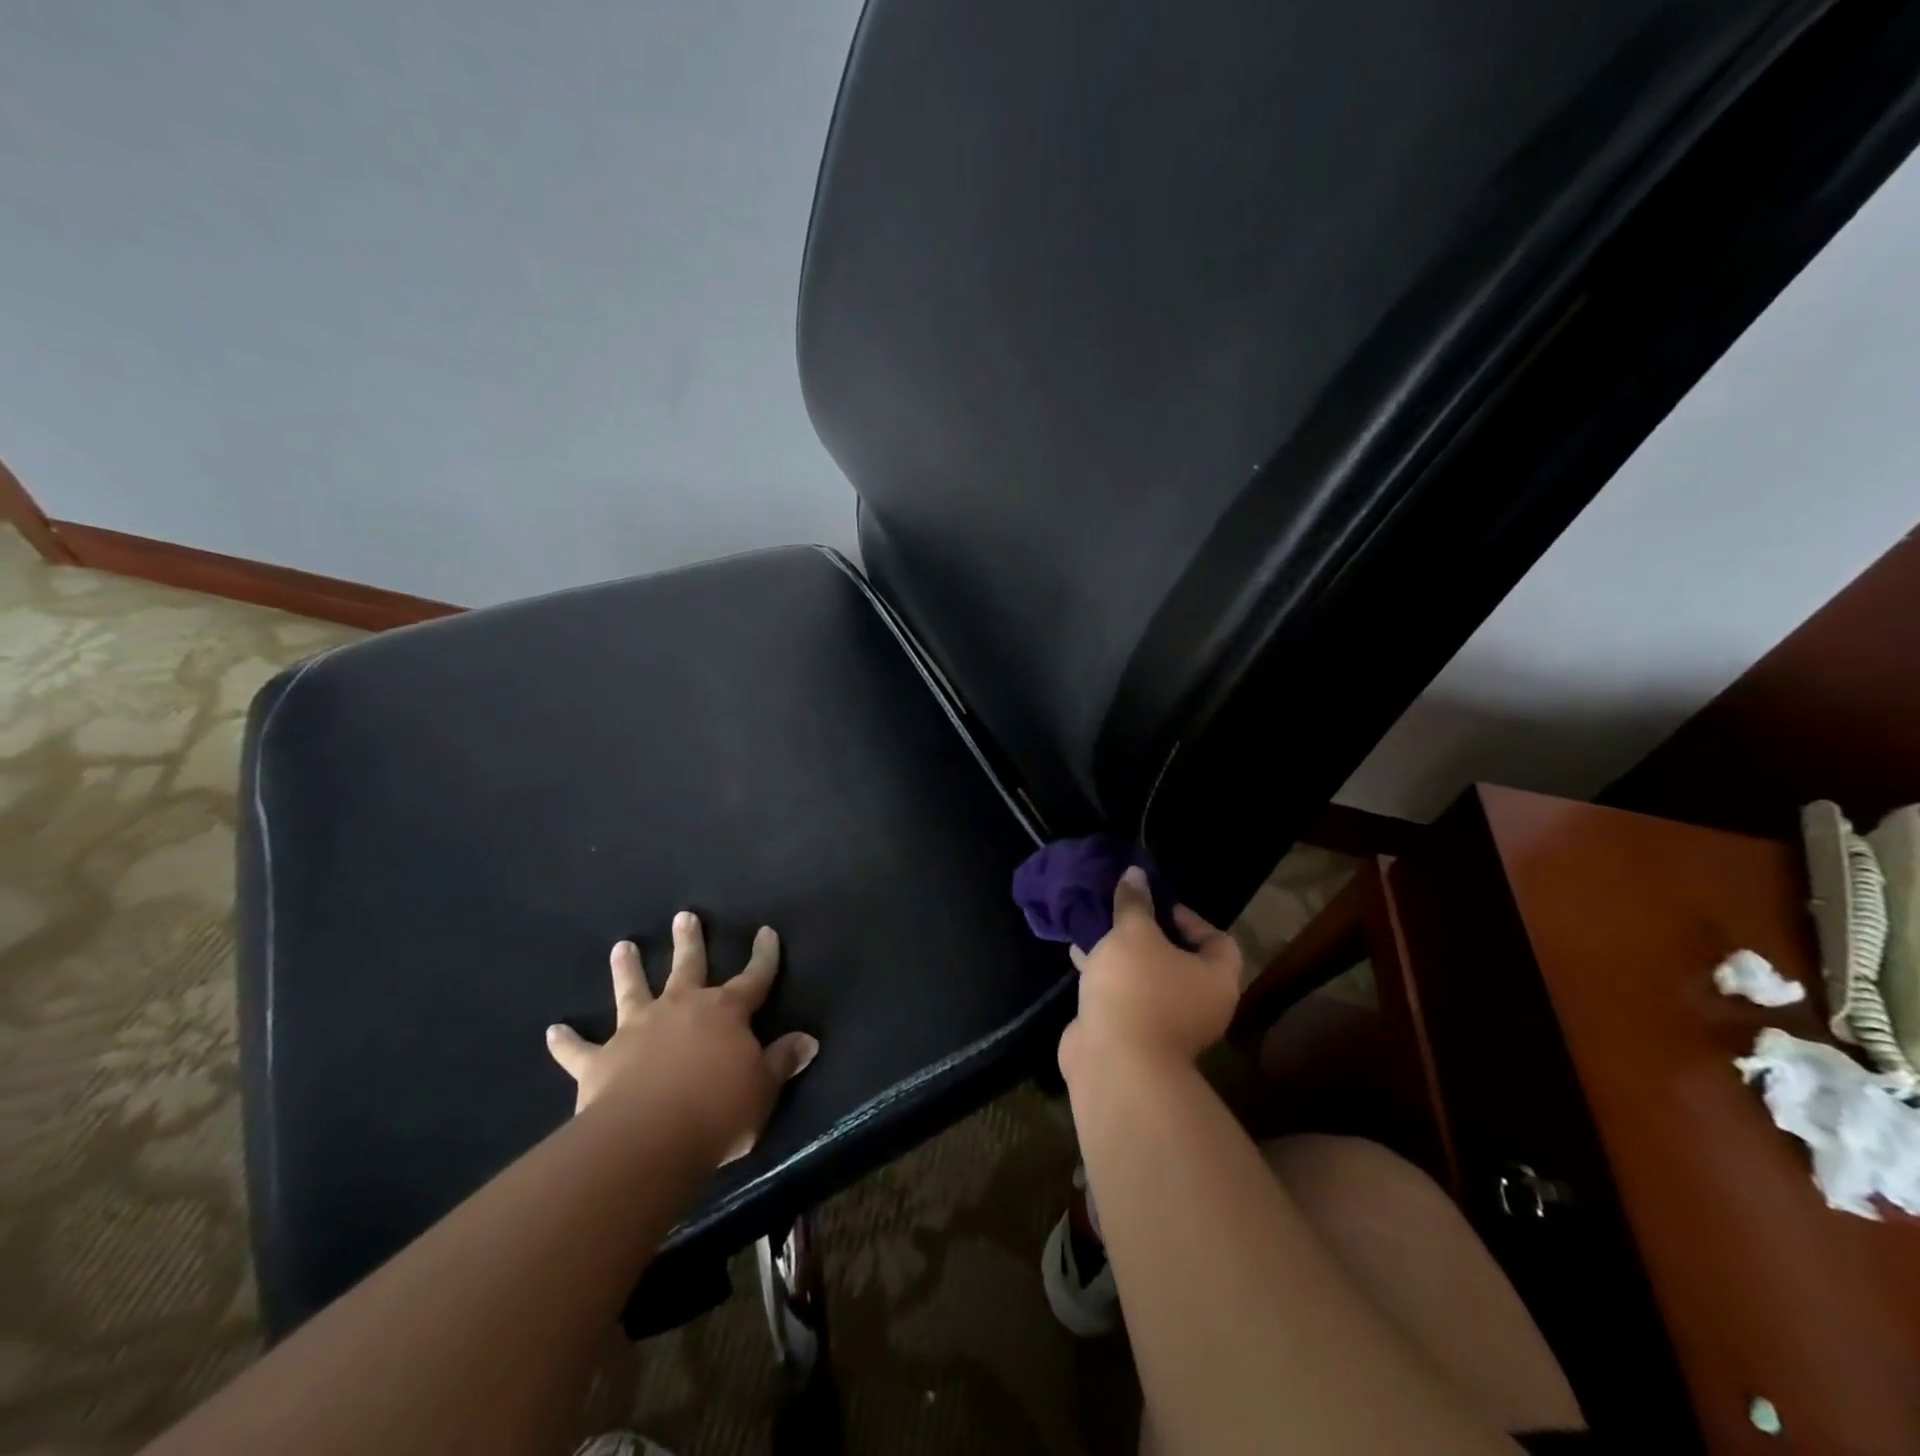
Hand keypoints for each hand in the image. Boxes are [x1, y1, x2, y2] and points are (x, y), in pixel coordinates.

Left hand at [545, 912, 819, 1164]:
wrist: (648, 1138)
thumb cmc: (718, 1110)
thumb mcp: (763, 1089)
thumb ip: (782, 1061)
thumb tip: (808, 1040)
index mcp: (725, 1012)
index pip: (754, 977)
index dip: (763, 955)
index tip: (766, 932)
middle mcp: (680, 1008)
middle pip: (688, 966)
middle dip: (688, 941)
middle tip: (684, 916)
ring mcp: (637, 1030)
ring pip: (632, 990)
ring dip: (626, 969)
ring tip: (621, 946)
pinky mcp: (600, 1061)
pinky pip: (579, 1049)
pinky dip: (566, 1042)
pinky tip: (553, 1031)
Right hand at [1058, 867, 1243, 1081]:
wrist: (1115, 1064)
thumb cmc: (1137, 989)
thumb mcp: (1134, 934)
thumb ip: (1135, 902)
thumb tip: (1136, 873)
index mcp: (1216, 978)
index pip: (1217, 939)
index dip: (1188, 917)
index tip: (1155, 904)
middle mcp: (1200, 1003)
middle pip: (1179, 958)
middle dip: (1148, 933)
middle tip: (1123, 912)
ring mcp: (1168, 1024)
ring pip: (1147, 977)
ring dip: (1123, 954)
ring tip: (1095, 926)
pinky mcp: (1135, 1035)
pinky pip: (1125, 995)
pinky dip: (1107, 976)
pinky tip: (1079, 955)